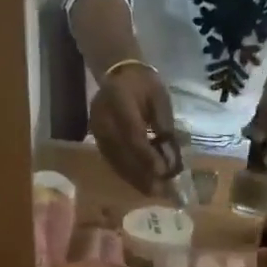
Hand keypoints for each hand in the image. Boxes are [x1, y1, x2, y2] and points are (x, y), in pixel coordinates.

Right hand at [88, 63, 175, 196]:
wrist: (118, 73)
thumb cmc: (144, 84)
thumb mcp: (160, 97)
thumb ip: (164, 124)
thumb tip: (170, 156)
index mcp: (119, 100)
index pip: (132, 134)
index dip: (147, 156)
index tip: (163, 172)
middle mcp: (103, 117)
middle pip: (122, 152)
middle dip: (143, 174)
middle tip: (161, 191)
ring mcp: (97, 130)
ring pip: (115, 160)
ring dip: (135, 178)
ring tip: (153, 192)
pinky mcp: (96, 139)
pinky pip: (112, 160)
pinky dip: (127, 174)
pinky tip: (141, 183)